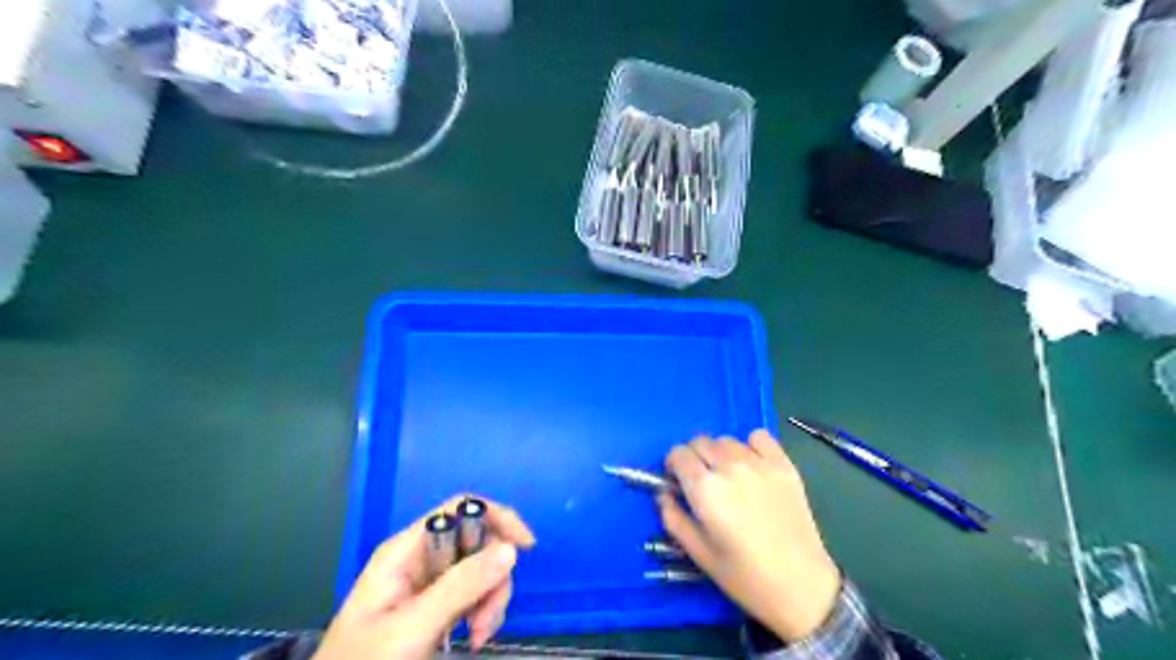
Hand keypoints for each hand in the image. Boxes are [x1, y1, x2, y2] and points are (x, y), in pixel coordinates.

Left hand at [309, 494, 536, 659]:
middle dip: (493, 575)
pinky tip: (474, 637)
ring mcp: (429, 582)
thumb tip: (510, 549)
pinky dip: (484, 612)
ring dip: (491, 600)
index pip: (461, 509)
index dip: (496, 517)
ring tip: (478, 636)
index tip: (524, 547)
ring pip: (481, 569)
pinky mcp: (436, 606)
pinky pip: (475, 594)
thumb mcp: (412, 627)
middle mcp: (421, 558)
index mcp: (407, 550)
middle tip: (487, 619)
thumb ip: (460, 587)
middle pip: (478, 541)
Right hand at [657, 429, 840, 641]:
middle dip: (694, 458)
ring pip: (726, 440)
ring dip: (720, 453)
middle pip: (700, 441)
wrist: (801, 587)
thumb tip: (664, 495)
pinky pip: (759, 437)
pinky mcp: (784, 465)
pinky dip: (751, 445)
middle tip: (702, 482)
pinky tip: (753, 466)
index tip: (678, 482)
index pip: (677, 454)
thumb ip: (674, 519)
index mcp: (705, 489)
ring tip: (729, 477)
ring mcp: (759, 463)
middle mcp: (729, 467)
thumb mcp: (699, 554)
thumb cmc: (744, 577)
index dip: (673, 466)